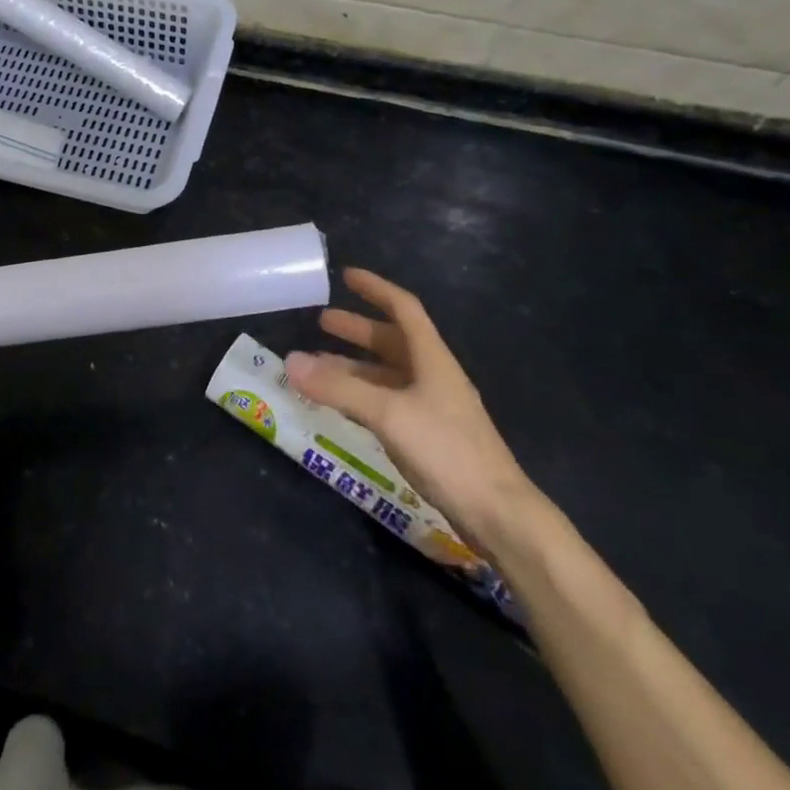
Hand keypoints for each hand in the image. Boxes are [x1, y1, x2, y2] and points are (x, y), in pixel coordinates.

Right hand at [285, 268, 537, 551]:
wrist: (498, 514)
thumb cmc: (446, 450)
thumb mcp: (388, 413)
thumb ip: (338, 388)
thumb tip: (291, 361)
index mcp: (432, 358)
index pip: (403, 309)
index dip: (376, 288)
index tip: (346, 275)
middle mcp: (433, 375)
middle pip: (392, 340)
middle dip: (357, 329)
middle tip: (321, 322)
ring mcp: (432, 406)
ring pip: (386, 373)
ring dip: (353, 366)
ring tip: (317, 366)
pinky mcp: (429, 435)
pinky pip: (387, 401)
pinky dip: (361, 395)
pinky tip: (341, 404)